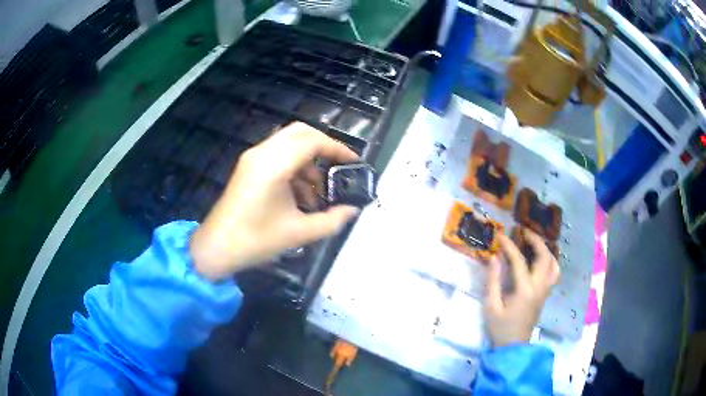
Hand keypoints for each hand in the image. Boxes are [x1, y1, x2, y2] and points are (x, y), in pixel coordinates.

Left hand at [190, 122, 359, 280]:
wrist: (216, 248)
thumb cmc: (255, 241)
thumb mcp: (299, 233)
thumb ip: (332, 220)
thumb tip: (352, 210)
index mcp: (274, 165)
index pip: (312, 141)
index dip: (337, 148)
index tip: (354, 162)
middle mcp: (262, 153)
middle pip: (300, 132)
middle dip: (324, 146)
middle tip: (338, 167)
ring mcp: (252, 158)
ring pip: (289, 144)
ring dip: (308, 161)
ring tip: (317, 194)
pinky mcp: (248, 167)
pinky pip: (277, 155)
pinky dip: (294, 168)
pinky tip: (300, 197)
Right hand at [484, 231, 559, 347]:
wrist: (513, 346)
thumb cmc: (500, 327)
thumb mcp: (491, 306)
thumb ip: (493, 280)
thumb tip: (494, 258)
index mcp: (525, 290)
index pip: (519, 261)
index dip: (509, 246)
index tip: (500, 235)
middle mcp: (539, 287)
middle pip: (545, 257)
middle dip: (536, 241)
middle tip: (523, 232)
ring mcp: (545, 291)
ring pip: (553, 264)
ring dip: (545, 249)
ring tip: (534, 243)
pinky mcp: (545, 294)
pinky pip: (554, 272)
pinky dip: (550, 260)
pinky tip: (541, 259)